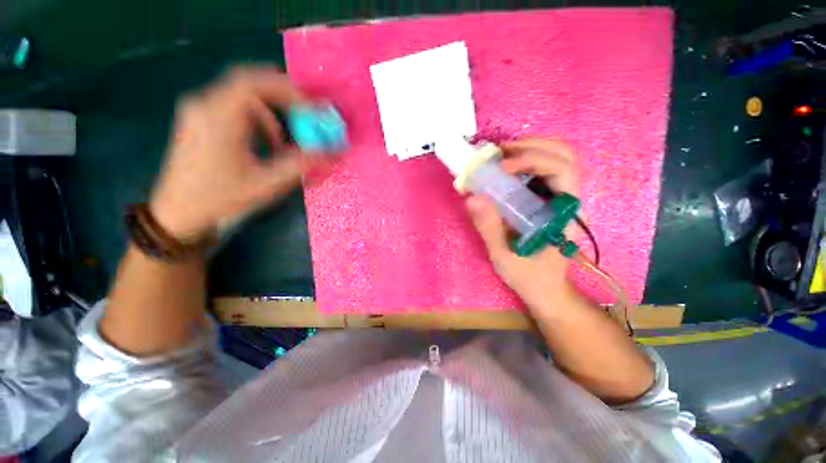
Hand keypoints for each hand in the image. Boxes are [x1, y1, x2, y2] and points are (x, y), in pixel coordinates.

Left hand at [150, 67, 310, 238]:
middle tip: (307, 113)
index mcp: (218, 117)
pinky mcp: (198, 121)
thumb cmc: (220, 199)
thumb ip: (302, 165)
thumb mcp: (267, 184)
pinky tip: (266, 143)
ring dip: (270, 110)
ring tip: (285, 138)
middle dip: (283, 96)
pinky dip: (257, 118)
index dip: (288, 90)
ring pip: (241, 95)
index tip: (312, 108)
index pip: (254, 83)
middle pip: (249, 84)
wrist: (179, 215)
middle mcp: (204, 105)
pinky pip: (233, 107)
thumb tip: (334, 156)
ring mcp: (198, 112)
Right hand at [466, 138, 578, 311]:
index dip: (532, 160)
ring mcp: (562, 198)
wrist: (546, 289)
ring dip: (530, 149)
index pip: (562, 170)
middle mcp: (569, 199)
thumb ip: (489, 227)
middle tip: (500, 152)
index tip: (501, 168)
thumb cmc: (529, 276)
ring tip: (501, 156)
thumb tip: (472, 197)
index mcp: (565, 213)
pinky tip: (506, 168)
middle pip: (564, 155)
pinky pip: (544, 170)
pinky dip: (526, 160)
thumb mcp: (504, 255)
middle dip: (531, 146)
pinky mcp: (551, 200)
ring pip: (558, 158)